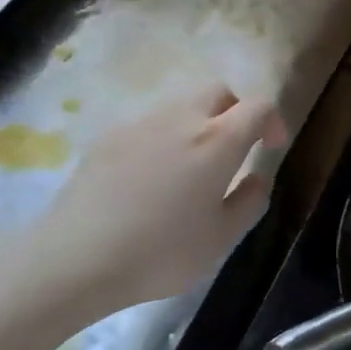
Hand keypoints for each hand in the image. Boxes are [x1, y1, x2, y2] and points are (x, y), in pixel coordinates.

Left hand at [27, 84, 287, 309]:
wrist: (77, 258)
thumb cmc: (162, 252)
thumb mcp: (221, 239)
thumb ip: (248, 203)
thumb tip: (257, 178)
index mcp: (217, 141)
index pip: (258, 106)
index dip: (273, 121)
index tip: (272, 147)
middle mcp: (180, 119)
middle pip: (217, 92)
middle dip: (235, 111)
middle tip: (235, 150)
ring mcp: (138, 125)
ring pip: (180, 105)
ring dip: (198, 124)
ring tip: (192, 168)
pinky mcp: (106, 138)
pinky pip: (148, 125)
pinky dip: (164, 139)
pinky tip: (151, 180)